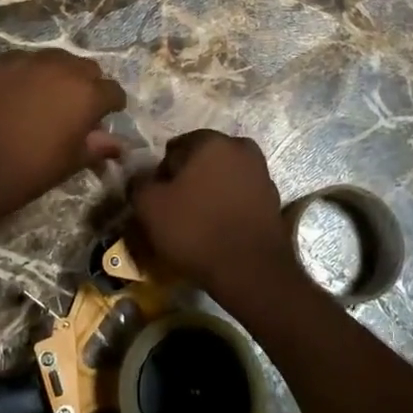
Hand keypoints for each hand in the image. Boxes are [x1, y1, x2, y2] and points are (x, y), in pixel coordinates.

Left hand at [0, 50, 126, 221]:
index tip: (103, 119)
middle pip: (87, 69)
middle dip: (87, 86)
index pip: (113, 91)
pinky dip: (29, 74)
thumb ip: (97, 146)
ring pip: (57, 60)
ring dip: (59, 76)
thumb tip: (118, 144)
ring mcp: (30, 60)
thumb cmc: (29, 170)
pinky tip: (18, 95)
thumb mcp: (70, 162)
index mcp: (87, 93)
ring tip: (46, 99)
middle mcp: (63, 68)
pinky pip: (26, 62)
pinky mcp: (1, 62)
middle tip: (75, 110)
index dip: (111, 107)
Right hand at [129, 130, 294, 299]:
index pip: (175, 148)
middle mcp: (240, 148)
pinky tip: (219, 231)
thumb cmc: (196, 230)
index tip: (159, 200)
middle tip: (176, 211)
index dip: (162, 174)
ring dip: (209, 193)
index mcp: (211, 141)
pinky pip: (240, 197)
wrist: (251, 271)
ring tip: (198, 224)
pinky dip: (228, 207)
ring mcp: (261, 173)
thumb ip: (140, 183)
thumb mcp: (150, 207)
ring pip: (222, 178)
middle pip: (202, 161)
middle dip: (188, 180)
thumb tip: (142, 178)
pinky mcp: (273, 199)